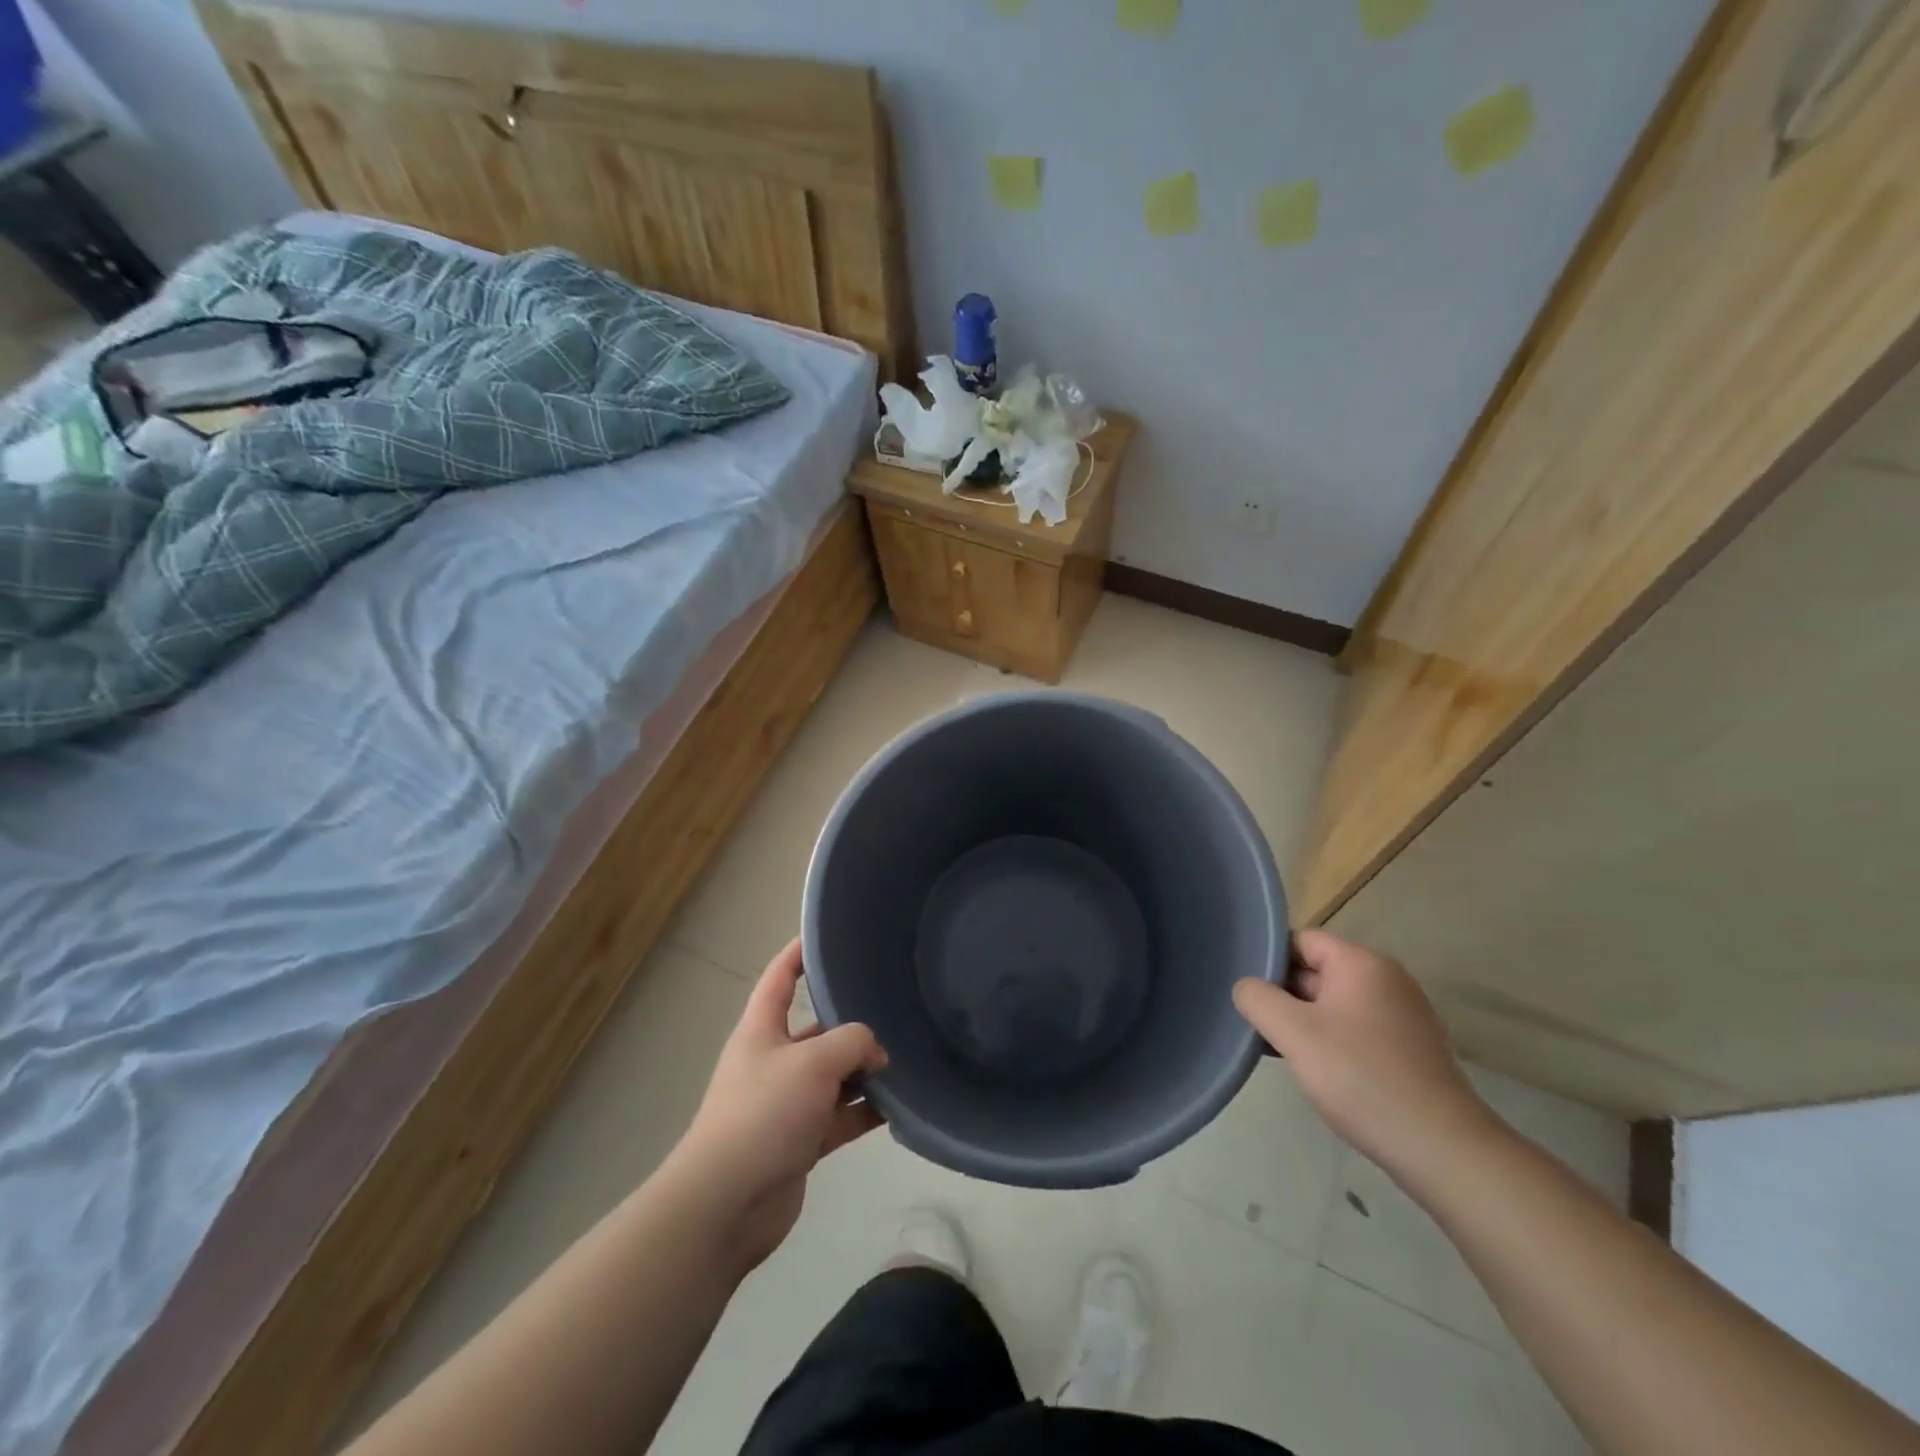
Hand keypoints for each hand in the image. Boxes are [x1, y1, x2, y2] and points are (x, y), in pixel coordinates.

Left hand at [668, 938, 888, 1270]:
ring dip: (864, 1070)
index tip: (828, 936)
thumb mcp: (812, 1062)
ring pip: (834, 1075)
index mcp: (761, 1030)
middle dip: (851, 1022)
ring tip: (906, 1058)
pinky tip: (899, 1106)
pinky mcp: (801, 1141)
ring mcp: (787, 1103)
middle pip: (817, 1029)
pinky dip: (865, 1111)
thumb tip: (877, 1052)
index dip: (800, 953)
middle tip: (894, 1007)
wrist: (727, 1204)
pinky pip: (840, 1116)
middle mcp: (773, 1061)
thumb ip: (852, 1042)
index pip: (780, 978)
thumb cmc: (763, 1114)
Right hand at [1232, 930, 1494, 1187]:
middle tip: (1256, 1024)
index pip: (1300, 940)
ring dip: (1305, 1022)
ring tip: (1281, 1050)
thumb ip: (1257, 998)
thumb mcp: (1293, 1033)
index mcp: (1361, 963)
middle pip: (1317, 971)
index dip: (1269, 960)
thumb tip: (1247, 987)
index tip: (1247, 992)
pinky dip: (1332, 1042)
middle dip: (1284, 995)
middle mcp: (1387, 979)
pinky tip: (1319, 1072)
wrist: (1442, 1149)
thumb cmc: (1360, 1077)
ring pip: (1334, 1003)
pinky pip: (1357, 1029)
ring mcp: (1403, 1015)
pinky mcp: (1410, 1049)